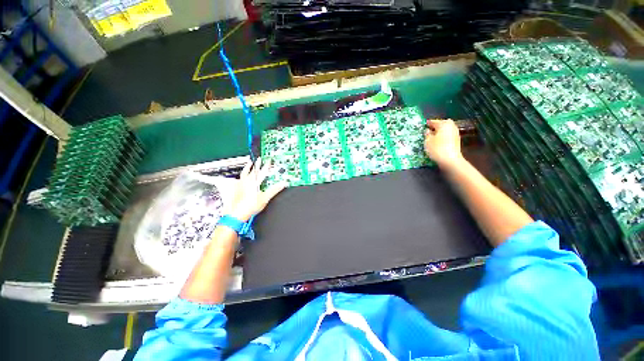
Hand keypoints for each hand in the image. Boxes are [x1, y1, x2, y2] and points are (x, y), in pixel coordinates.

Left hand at [228, 157, 286, 221]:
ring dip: (248, 167)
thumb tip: (282, 184)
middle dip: (257, 164)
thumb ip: (274, 190)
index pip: (262, 171)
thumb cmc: (250, 206)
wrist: (237, 213)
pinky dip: (242, 175)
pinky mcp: (237, 189)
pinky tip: (242, 176)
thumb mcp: (265, 198)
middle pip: (253, 170)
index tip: (269, 161)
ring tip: (249, 163)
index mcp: (254, 182)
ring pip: (244, 173)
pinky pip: (240, 178)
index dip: (266, 166)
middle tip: (259, 159)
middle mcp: (246, 181)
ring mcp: (241, 185)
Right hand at [424, 119, 463, 168]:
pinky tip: (438, 141)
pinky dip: (443, 136)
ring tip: (433, 136)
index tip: (424, 124)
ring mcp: (455, 133)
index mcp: (443, 124)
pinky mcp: (456, 140)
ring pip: (446, 129)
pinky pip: (448, 135)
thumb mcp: (427, 141)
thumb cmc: (437, 148)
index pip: (434, 121)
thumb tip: (428, 130)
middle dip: (436, 126)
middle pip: (442, 124)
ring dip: (440, 131)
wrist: (450, 160)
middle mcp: (451, 126)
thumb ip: (427, 134)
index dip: (428, 123)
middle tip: (429, 129)